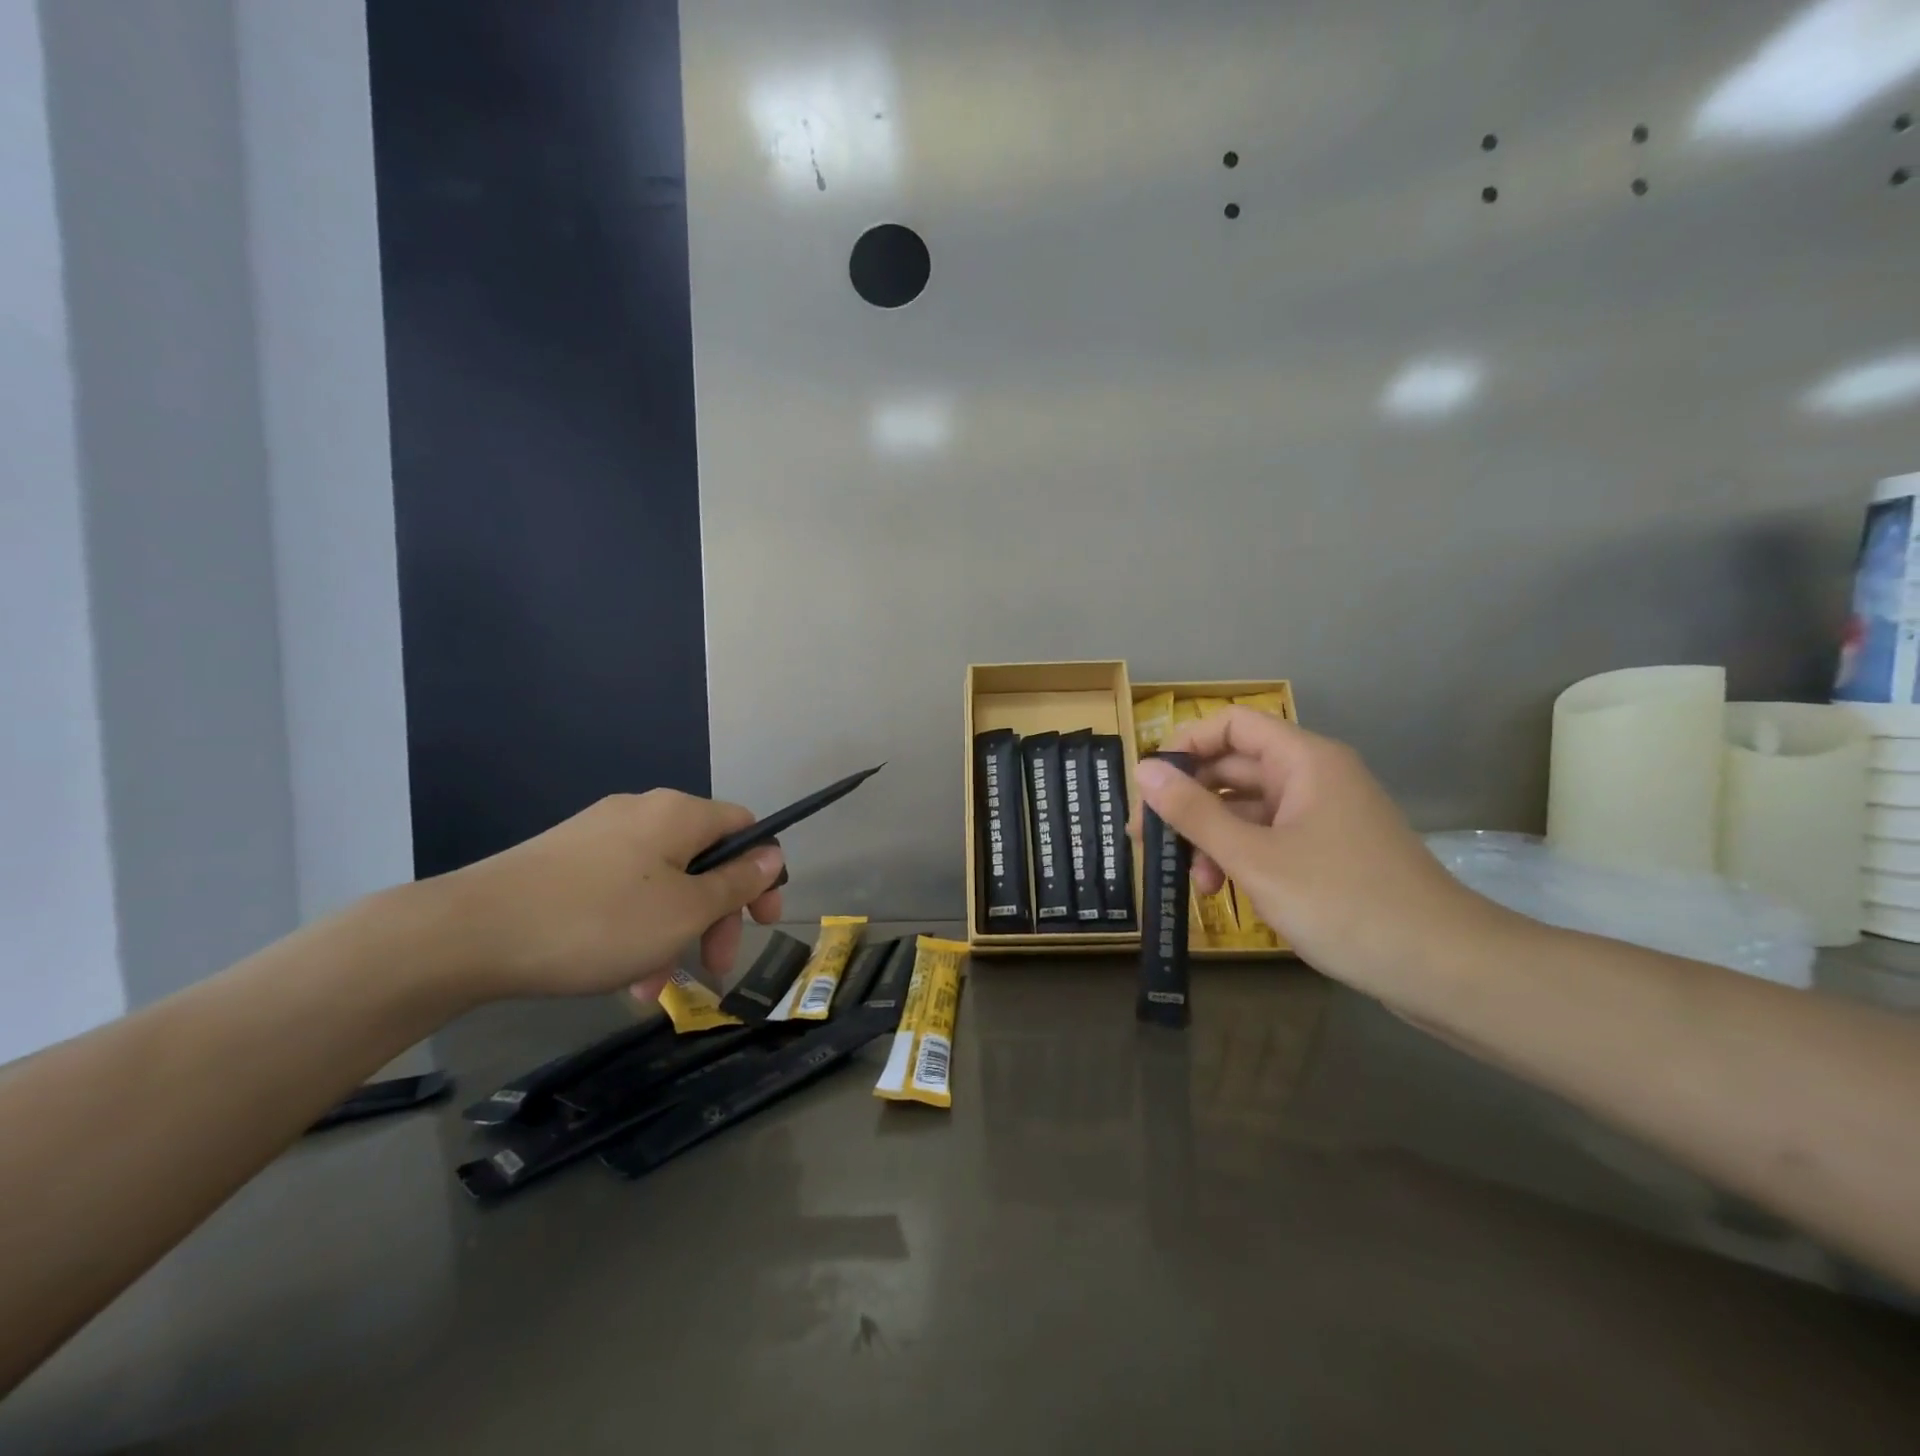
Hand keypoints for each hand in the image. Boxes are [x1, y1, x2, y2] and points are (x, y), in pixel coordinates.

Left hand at [442, 791, 783, 1000]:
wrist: (468, 934)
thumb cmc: (598, 922)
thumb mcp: (684, 912)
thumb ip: (737, 883)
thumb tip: (773, 856)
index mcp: (679, 814)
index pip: (745, 829)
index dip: (763, 874)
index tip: (762, 924)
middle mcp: (642, 813)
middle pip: (703, 860)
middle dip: (715, 916)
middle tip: (713, 967)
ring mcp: (598, 835)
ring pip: (661, 884)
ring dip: (672, 934)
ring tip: (654, 988)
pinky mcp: (563, 862)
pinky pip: (621, 891)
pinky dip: (634, 929)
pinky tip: (618, 976)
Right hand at [1132, 709, 1491, 994]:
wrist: (1444, 968)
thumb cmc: (1343, 902)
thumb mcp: (1254, 858)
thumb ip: (1194, 812)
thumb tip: (1143, 770)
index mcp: (1304, 761)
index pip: (1231, 725)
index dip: (1186, 746)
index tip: (1150, 788)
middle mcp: (1314, 777)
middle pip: (1234, 768)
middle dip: (1189, 802)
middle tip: (1149, 840)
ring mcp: (1323, 816)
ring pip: (1248, 809)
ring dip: (1212, 837)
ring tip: (1193, 882)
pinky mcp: (1328, 852)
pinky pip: (1269, 838)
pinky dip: (1240, 857)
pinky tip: (1223, 892)